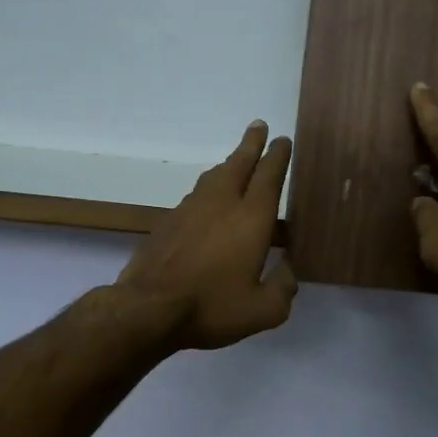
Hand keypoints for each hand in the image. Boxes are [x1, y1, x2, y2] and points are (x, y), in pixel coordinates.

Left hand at [115, 121, 297, 349]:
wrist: (148, 308)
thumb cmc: (212, 306)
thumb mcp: (262, 311)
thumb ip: (283, 289)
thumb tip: (289, 272)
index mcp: (251, 219)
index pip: (268, 177)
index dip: (277, 156)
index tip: (282, 140)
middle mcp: (221, 204)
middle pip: (239, 164)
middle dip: (251, 144)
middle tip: (258, 126)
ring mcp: (190, 210)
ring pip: (214, 177)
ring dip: (228, 164)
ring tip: (236, 160)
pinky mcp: (167, 223)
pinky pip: (195, 195)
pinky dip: (207, 188)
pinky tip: (206, 200)